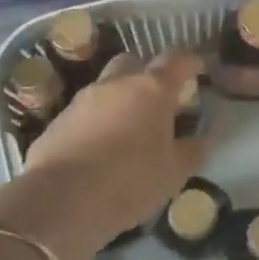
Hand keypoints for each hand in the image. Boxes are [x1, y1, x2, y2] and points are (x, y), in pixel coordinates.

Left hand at [20, 52, 208, 250]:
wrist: (61, 199)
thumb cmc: (130, 180)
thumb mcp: (174, 173)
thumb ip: (192, 150)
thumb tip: (200, 138)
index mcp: (152, 89)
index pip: (176, 61)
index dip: (190, 62)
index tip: (199, 68)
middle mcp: (116, 84)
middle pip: (135, 64)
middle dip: (148, 75)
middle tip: (160, 101)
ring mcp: (83, 99)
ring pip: (107, 87)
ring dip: (121, 100)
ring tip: (130, 130)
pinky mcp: (58, 120)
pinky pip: (86, 112)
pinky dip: (98, 121)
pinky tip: (102, 148)